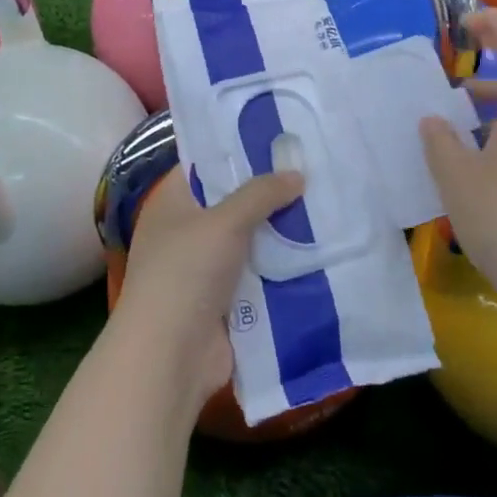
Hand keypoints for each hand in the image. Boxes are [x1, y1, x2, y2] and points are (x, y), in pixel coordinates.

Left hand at [109, 167, 305, 410]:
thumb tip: (297, 174)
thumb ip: (261, 194)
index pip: (205, 164)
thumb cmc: (186, 273)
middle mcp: (187, 231)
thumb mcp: (224, 221)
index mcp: (172, 203)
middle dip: (269, 191)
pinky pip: (260, 274)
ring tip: (326, 203)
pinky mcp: (226, 301)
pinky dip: (283, 266)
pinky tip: (320, 249)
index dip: (237, 150)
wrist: (170, 358)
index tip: (277, 138)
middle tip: (312, 169)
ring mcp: (206, 269)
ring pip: (251, 240)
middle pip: (233, 202)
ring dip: (281, 230)